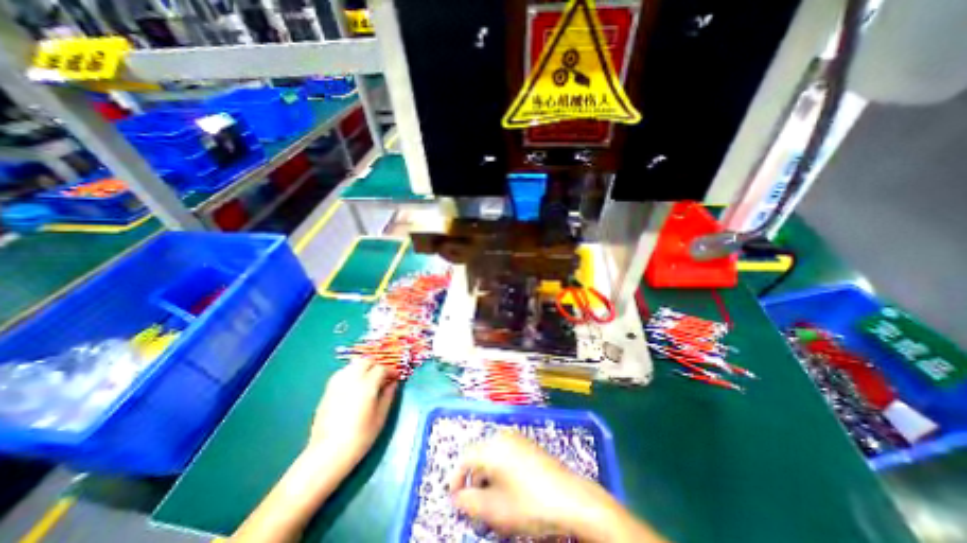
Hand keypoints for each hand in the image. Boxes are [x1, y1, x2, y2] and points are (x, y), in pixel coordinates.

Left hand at [309, 360, 400, 471]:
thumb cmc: (359, 437)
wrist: (327, 454)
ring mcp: (337, 383)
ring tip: (369, 380)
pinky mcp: (327, 390)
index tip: (396, 377)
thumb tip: (393, 383)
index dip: (391, 371)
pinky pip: (343, 373)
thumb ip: (388, 396)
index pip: (381, 368)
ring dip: (363, 367)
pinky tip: (355, 386)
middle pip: (366, 361)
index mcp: (367, 385)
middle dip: (376, 365)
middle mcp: (351, 379)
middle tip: (383, 376)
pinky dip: (352, 373)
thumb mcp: (380, 417)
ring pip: (353, 365)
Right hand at [446, 433, 618, 539]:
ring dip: (487, 476)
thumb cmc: (530, 504)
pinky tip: (509, 489)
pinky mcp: (528, 444)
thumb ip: (469, 502)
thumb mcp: (495, 509)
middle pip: (479, 456)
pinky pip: (506, 453)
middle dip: (474, 480)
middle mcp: (503, 436)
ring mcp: (517, 438)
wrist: (571, 498)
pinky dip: (501, 470)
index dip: (456, 478)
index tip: (454, 499)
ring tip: (493, 501)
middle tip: (476, 505)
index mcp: (493, 447)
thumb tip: (457, 497)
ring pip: (493, 455)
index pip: (465, 458)